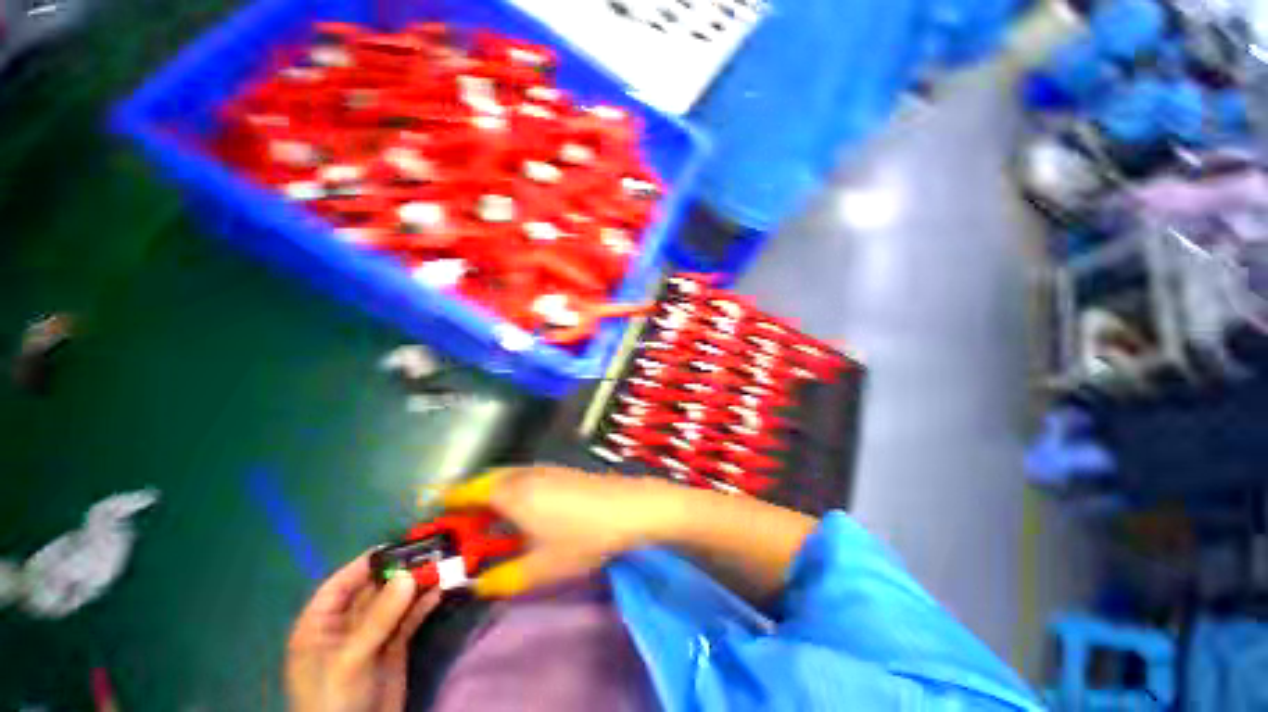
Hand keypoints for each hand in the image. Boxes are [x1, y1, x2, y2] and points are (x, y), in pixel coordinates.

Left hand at [286, 555, 441, 711]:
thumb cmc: (334, 700)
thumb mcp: (350, 659)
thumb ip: (378, 619)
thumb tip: (408, 576)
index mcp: (319, 626)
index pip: (339, 585)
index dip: (364, 564)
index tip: (396, 545)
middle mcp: (345, 626)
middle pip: (373, 590)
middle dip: (400, 571)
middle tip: (429, 552)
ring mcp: (372, 636)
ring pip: (395, 601)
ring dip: (417, 585)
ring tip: (442, 566)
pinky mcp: (394, 646)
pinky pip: (409, 618)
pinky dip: (424, 604)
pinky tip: (441, 590)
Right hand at [442, 466, 681, 596]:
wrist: (627, 507)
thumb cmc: (581, 537)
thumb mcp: (540, 568)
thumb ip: (503, 579)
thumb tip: (477, 586)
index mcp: (511, 493)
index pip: (469, 492)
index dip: (450, 502)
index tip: (436, 513)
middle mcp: (525, 474)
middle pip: (488, 480)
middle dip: (470, 497)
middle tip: (462, 521)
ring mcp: (546, 469)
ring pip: (509, 477)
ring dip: (493, 493)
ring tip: (490, 519)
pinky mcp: (562, 471)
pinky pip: (527, 477)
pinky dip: (514, 489)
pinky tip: (524, 509)